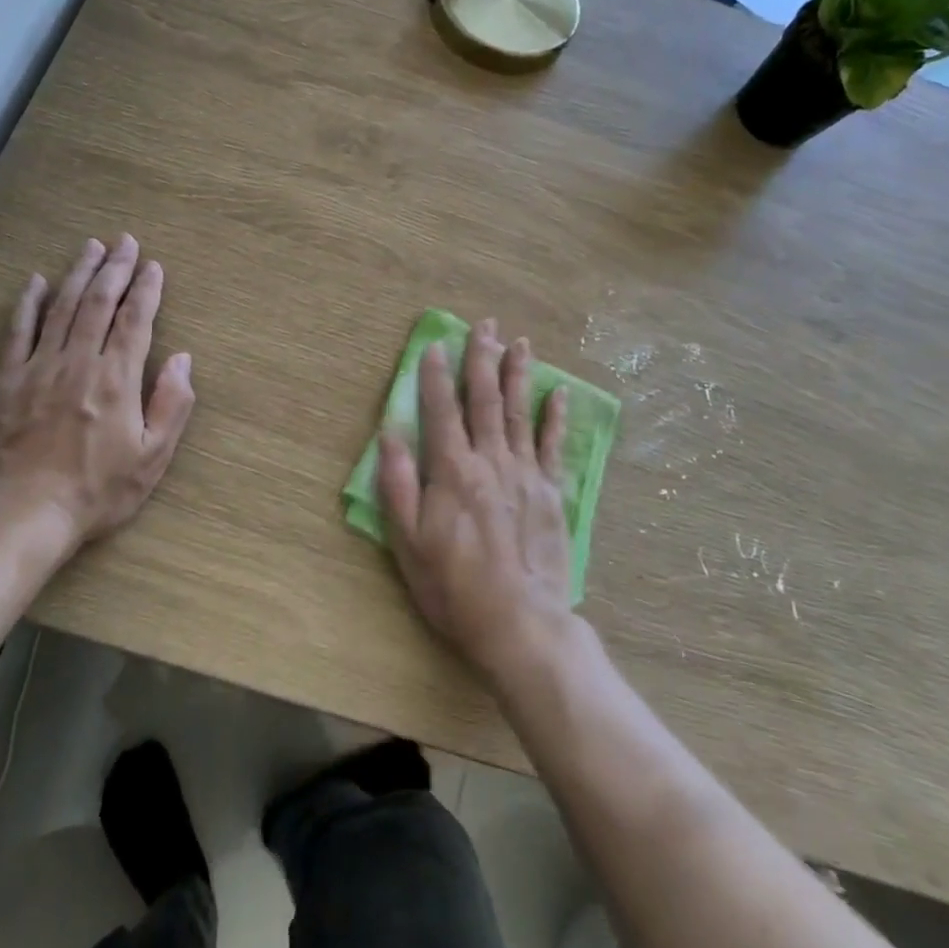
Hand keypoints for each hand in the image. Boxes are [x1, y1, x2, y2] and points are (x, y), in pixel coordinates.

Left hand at [0, 235, 194, 555]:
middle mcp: (78, 362)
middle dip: (115, 269)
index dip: (146, 290)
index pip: (135, 321)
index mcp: (116, 379)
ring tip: (90, 247)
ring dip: (77, 274)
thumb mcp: (152, 457)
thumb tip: (183, 358)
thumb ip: (172, 404)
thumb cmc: (97, 491)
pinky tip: (35, 282)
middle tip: (124, 241)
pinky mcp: (6, 381)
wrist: (24, 515)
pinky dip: (27, 304)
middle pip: (98, 303)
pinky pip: (17, 332)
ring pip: (61, 308)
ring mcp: (38, 368)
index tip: (153, 266)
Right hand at [377, 319, 572, 684]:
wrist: (520, 623)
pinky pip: (552, 445)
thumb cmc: (454, 587)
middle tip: (485, 324)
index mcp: (452, 471)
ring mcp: (525, 473)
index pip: (441, 409)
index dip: (435, 375)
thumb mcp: (408, 542)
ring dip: (518, 374)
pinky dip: (555, 417)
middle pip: (484, 399)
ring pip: (519, 412)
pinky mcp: (550, 492)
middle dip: (482, 358)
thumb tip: (390, 433)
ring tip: (519, 342)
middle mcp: (490, 460)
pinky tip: (558, 393)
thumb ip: (398, 485)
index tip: (435, 344)